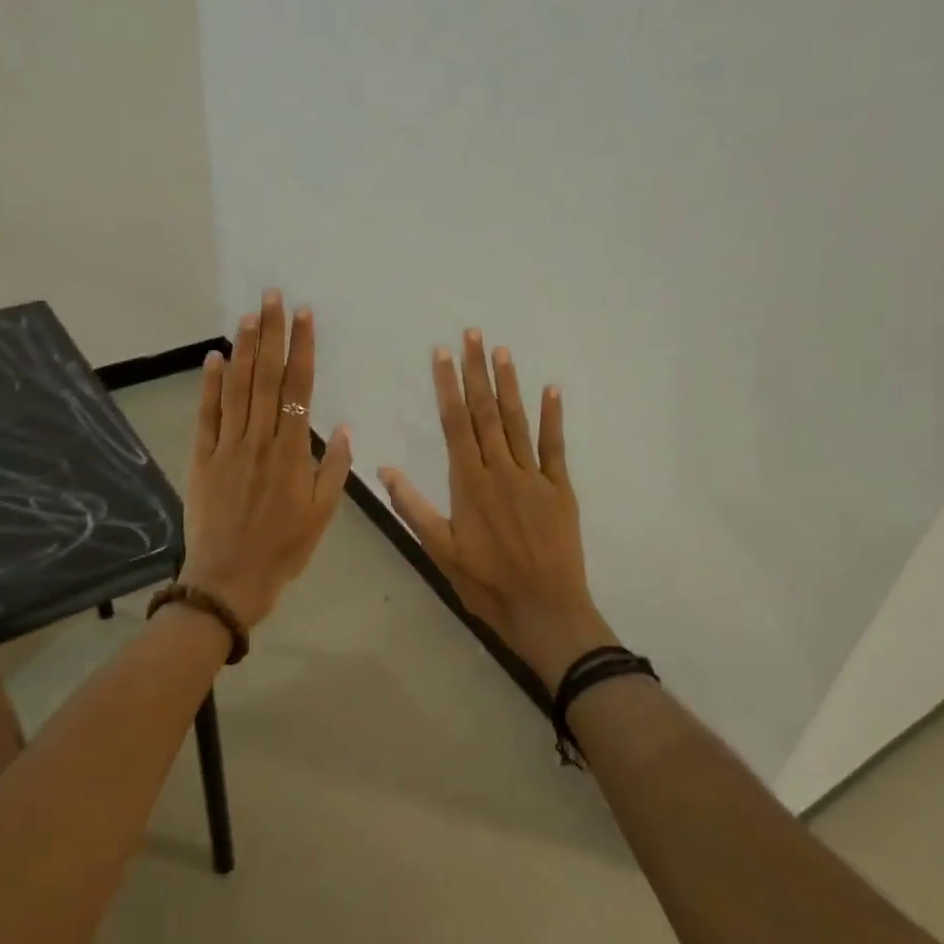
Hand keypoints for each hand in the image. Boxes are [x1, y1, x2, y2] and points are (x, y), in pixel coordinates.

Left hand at [181, 290, 352, 628]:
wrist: (229, 579)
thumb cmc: (283, 549)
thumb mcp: (322, 514)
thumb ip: (333, 468)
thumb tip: (342, 426)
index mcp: (291, 453)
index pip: (298, 388)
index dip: (301, 349)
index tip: (304, 316)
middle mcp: (259, 440)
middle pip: (265, 378)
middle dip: (271, 334)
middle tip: (272, 296)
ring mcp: (227, 447)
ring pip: (236, 389)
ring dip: (243, 350)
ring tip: (249, 315)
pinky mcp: (201, 458)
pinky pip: (206, 415)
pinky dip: (209, 385)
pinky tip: (215, 358)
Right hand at [378, 331, 612, 692]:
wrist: (544, 609)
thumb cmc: (486, 583)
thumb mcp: (440, 550)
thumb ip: (413, 507)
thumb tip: (383, 468)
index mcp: (469, 483)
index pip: (455, 424)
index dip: (448, 386)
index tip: (442, 354)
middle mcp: (501, 470)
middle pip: (485, 412)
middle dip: (477, 371)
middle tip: (472, 334)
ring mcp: (534, 477)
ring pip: (517, 421)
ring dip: (509, 384)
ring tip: (502, 350)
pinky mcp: (560, 489)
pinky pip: (555, 445)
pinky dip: (553, 416)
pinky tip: (551, 389)